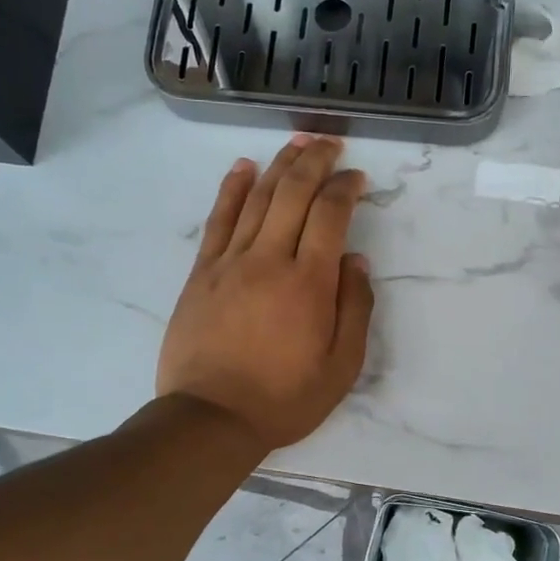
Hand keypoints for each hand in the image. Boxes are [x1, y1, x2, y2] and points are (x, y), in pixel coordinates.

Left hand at [157, 136, 374, 452]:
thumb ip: (355, 309)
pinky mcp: (202, 273)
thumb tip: (356, 262)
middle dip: (315, 160)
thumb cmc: (284, 399)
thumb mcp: (341, 368)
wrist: (210, 418)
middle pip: (293, 193)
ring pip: (257, 198)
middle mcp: (270, 260)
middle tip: (330, 142)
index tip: (357, 176)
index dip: (346, 187)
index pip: (330, 215)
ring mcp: (230, 262)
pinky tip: (244, 167)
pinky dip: (232, 188)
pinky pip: (218, 219)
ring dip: (280, 164)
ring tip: (297, 142)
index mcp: (310, 283)